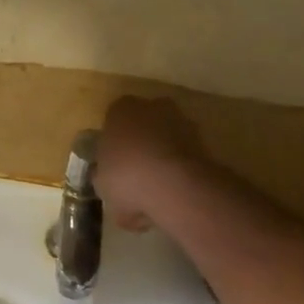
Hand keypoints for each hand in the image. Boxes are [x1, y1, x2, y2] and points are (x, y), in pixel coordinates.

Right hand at [96, 96, 208, 231]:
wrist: (174, 184)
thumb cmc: (126, 175)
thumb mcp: (101, 181)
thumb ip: (103, 175)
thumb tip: (105, 177)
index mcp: (120, 109)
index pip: (113, 121)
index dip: (113, 145)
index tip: (112, 165)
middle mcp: (152, 106)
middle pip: (142, 127)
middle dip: (139, 148)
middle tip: (133, 178)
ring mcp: (181, 121)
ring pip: (165, 142)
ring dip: (160, 161)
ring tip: (154, 193)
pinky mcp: (203, 140)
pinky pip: (182, 157)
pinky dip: (177, 174)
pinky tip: (170, 197)